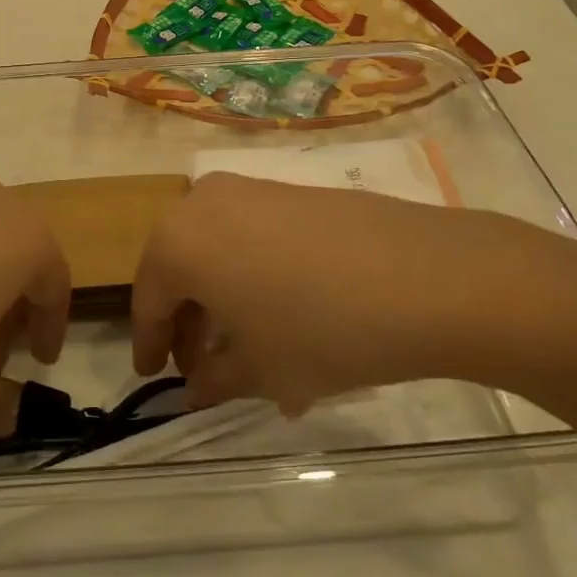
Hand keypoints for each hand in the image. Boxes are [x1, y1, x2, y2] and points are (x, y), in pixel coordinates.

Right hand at [131, 172, 548, 413]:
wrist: (428, 277)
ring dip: (221, 298)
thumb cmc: (321, 330)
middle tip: (201, 366)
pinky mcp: (292, 189)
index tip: (152, 376)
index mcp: (177, 243)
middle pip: (179, 269)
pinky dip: (252, 274)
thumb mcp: (259, 371)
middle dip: (187, 321)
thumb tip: (197, 386)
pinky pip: (252, 235)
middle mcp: (202, 203)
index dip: (150, 345)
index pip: (149, 301)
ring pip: (216, 250)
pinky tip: (284, 313)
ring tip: (248, 347)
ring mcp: (250, 190)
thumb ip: (213, 380)